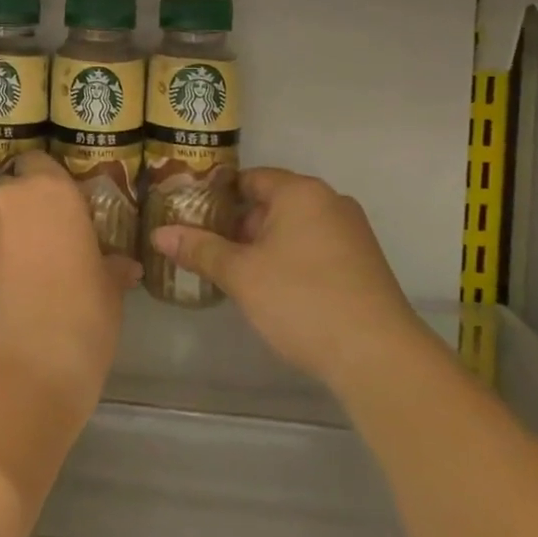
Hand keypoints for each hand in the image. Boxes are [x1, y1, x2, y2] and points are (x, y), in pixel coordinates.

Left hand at [0, 152, 140, 408]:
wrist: (18, 373)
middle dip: (31, 214)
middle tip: (56, 247)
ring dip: (12, 242)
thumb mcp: (109, 292)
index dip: (51, 181)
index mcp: (50, 192)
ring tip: (33, 280)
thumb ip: (111, 268)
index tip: (69, 209)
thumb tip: (124, 266)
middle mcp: (8, 201)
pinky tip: (11, 301)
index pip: (41, 161)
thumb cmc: (80, 318)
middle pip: (17, 194)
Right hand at [149, 169, 420, 390]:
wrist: (379, 357)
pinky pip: (316, 248)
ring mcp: (352, 233)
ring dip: (265, 245)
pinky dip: (291, 259)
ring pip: (295, 228)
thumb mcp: (241, 274)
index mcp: (301, 192)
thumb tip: (158, 234)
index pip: (250, 179)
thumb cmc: (302, 300)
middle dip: (240, 224)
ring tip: (235, 272)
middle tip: (208, 248)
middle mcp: (330, 202)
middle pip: (273, 202)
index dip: (218, 195)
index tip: (192, 215)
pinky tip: (274, 290)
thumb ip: (199, 249)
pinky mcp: (364, 264)